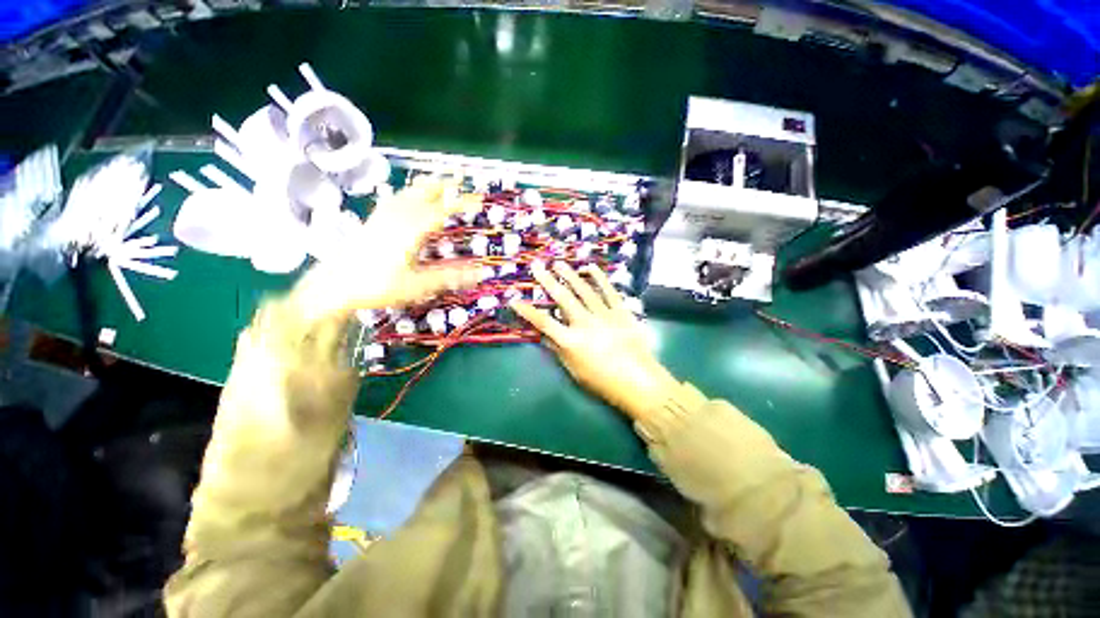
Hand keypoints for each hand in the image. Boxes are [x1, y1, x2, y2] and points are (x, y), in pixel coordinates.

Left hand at [293, 177, 483, 324]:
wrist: (331, 288)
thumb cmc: (376, 287)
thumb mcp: (417, 285)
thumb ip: (449, 277)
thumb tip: (479, 273)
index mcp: (409, 231)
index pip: (441, 211)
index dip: (461, 203)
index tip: (478, 199)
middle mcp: (396, 219)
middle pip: (421, 195)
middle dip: (442, 185)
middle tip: (458, 178)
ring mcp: (381, 219)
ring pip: (406, 195)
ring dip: (424, 186)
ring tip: (436, 180)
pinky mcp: (371, 223)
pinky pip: (393, 202)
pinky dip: (405, 195)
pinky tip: (404, 198)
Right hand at [511, 261, 678, 420]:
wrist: (639, 382)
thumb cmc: (603, 381)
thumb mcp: (575, 371)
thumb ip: (559, 351)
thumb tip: (546, 336)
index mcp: (571, 341)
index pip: (544, 322)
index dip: (527, 311)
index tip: (515, 300)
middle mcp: (585, 323)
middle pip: (563, 298)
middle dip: (547, 280)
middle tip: (537, 266)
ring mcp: (604, 314)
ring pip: (584, 290)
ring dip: (570, 275)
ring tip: (559, 263)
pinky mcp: (621, 311)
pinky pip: (608, 291)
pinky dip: (599, 278)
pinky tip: (590, 267)